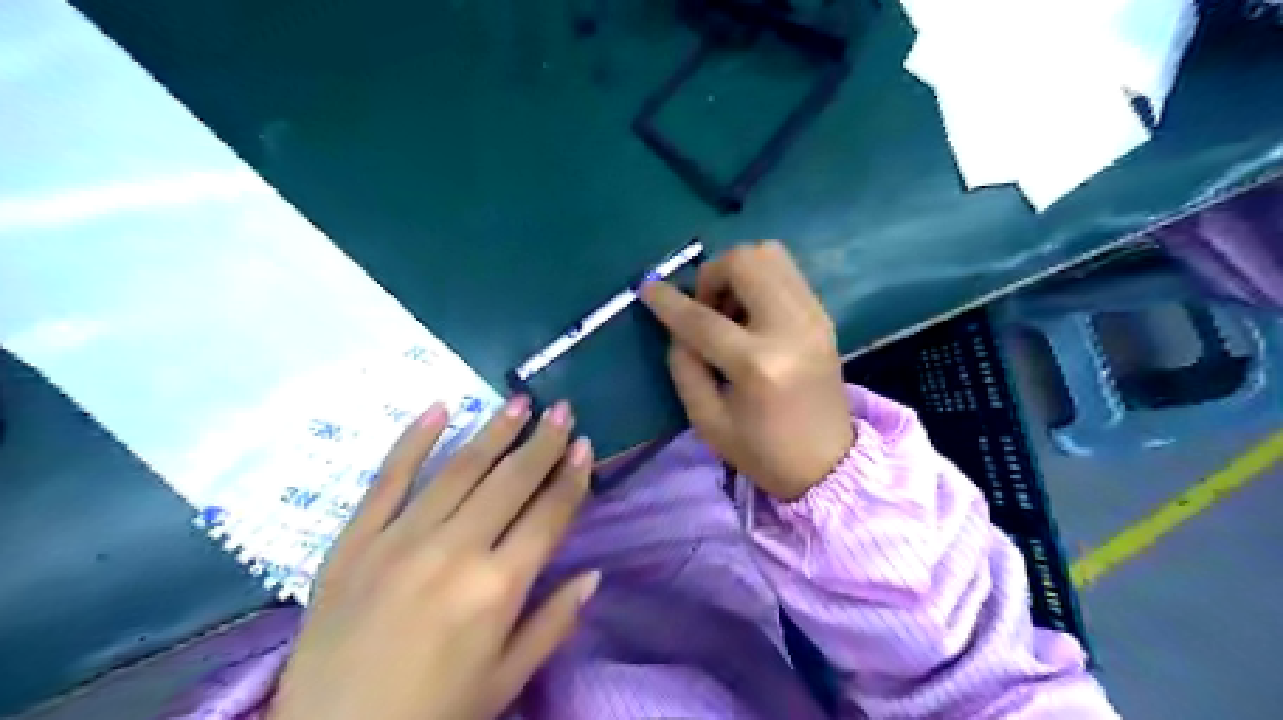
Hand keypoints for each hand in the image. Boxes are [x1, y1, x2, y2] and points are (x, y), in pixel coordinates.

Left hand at [271, 398, 601, 719]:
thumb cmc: (432, 714)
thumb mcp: (506, 680)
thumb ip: (554, 622)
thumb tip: (594, 574)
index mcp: (498, 588)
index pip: (548, 515)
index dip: (572, 477)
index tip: (585, 445)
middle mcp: (454, 550)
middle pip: (510, 481)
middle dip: (542, 441)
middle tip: (561, 409)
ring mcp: (400, 540)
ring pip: (459, 469)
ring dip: (494, 431)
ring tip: (519, 401)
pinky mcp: (354, 541)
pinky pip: (387, 479)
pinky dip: (414, 441)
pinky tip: (439, 408)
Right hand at [640, 243, 849, 499]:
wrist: (828, 464)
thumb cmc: (762, 451)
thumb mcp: (707, 420)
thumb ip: (684, 365)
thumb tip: (677, 326)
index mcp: (758, 365)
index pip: (702, 318)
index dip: (668, 301)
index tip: (647, 288)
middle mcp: (791, 328)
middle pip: (745, 262)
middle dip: (710, 274)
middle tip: (704, 308)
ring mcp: (814, 317)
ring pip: (770, 254)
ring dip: (737, 272)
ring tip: (728, 309)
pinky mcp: (824, 315)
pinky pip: (786, 272)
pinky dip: (759, 279)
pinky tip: (751, 314)